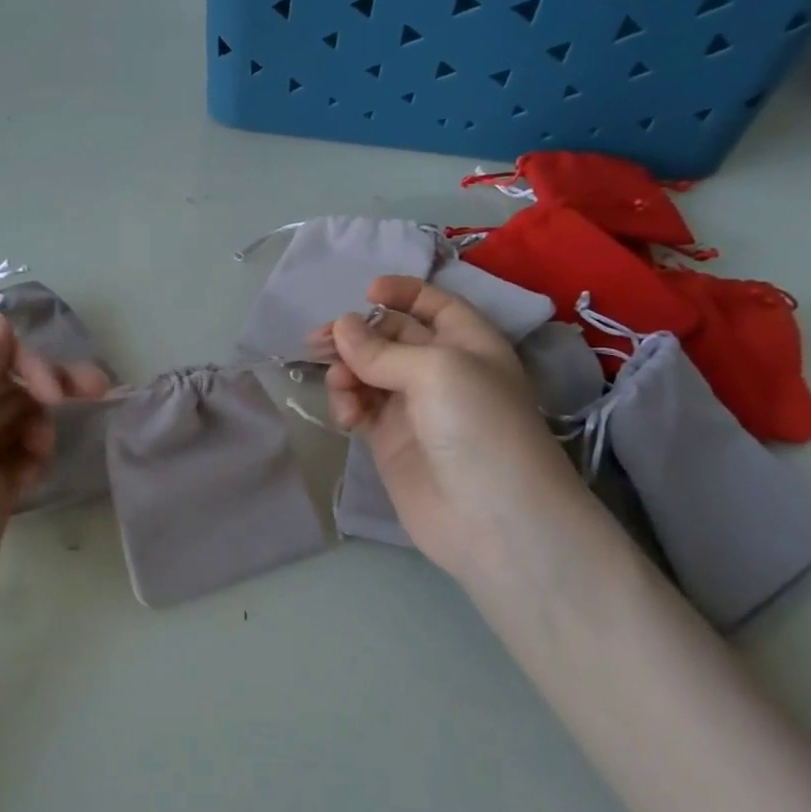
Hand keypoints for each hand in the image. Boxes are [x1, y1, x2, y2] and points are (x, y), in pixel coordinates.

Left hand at [0, 314, 109, 650]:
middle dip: (50, 386)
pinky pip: (22, 464)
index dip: (29, 364)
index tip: (56, 389)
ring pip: (21, 425)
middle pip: (12, 390)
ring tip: (43, 450)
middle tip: (95, 392)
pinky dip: (35, 459)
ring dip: (42, 425)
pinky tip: (37, 470)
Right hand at [308, 275, 587, 578]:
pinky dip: (347, 404)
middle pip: (390, 337)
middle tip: (318, 342)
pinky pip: (360, 407)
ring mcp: (413, 407)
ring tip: (339, 387)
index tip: (364, 293)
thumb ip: (382, 348)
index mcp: (468, 343)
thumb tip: (341, 326)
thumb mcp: (436, 370)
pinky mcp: (390, 440)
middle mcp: (441, 370)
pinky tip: (347, 418)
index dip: (401, 293)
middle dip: (356, 334)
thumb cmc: (477, 426)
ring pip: (367, 372)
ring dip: (346, 372)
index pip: (433, 304)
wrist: (492, 518)